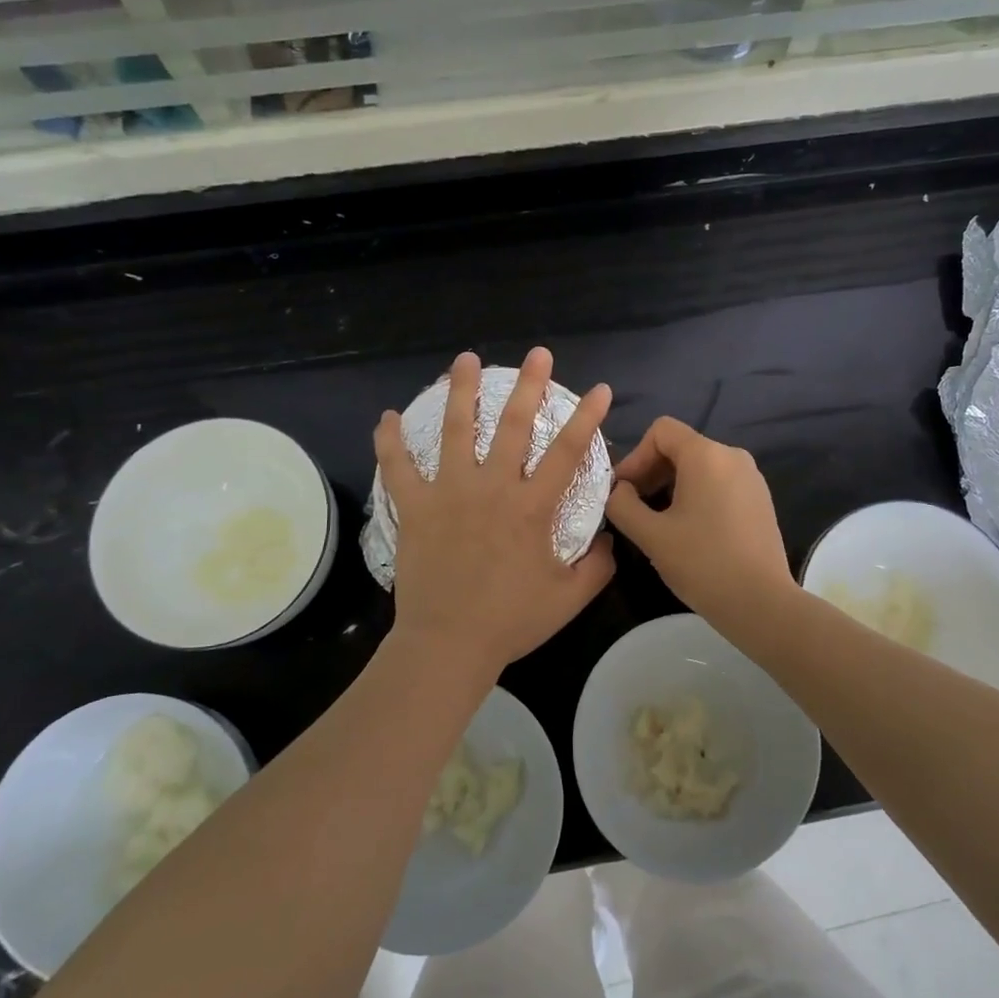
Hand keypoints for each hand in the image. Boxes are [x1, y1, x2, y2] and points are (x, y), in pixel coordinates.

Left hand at [377, 347, 615, 672]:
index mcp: (532, 507)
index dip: (587, 417)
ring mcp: (449, 493)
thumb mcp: (570, 597)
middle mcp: (492, 488)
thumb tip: (611, 541)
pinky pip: (398, 467)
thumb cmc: (511, 621)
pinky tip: (387, 416)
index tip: (600, 389)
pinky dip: (390, 441)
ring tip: (465, 359)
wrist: (449, 643)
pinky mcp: (416, 508)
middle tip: (537, 354)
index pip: (568, 451)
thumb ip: (598, 565)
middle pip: (513, 425)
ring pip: (456, 431)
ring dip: (462, 391)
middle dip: (528, 386)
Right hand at [605, 416, 794, 627]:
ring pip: (700, 467)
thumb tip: (618, 490)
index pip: (661, 430)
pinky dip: (696, 496)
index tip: (623, 491)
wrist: (761, 603)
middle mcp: (733, 456)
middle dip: (651, 472)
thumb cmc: (702, 563)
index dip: (635, 456)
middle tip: (634, 508)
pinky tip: (688, 530)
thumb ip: (623, 504)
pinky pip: (719, 483)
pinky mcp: (760, 500)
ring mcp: (751, 478)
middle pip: (681, 447)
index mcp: (707, 455)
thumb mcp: (651, 535)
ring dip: (672, 486)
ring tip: (657, 522)